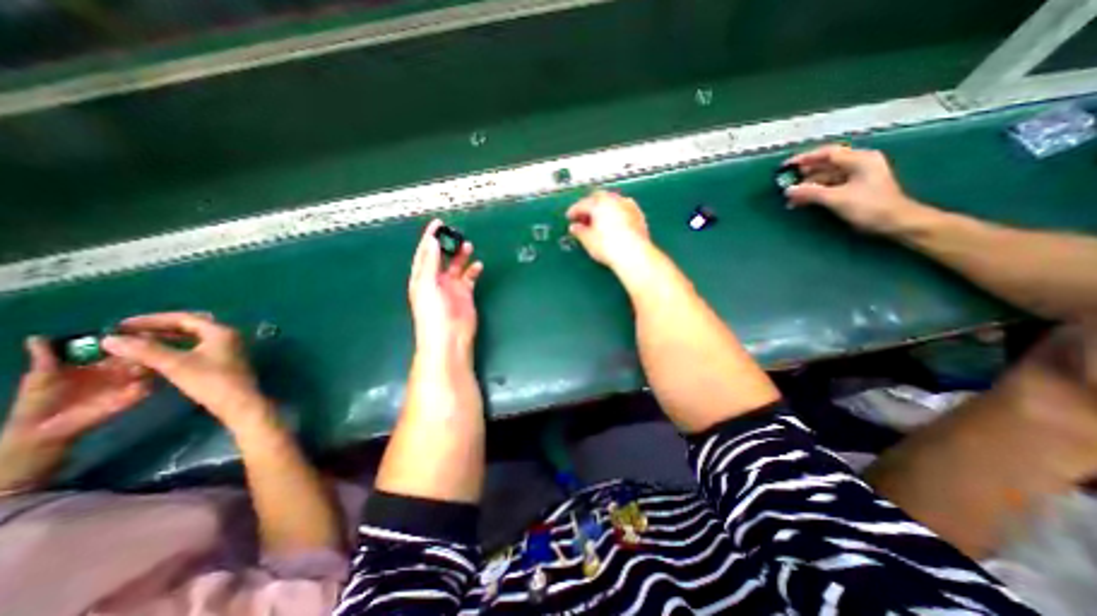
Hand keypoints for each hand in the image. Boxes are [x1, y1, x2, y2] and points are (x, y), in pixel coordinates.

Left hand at [0, 334, 148, 493]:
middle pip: (138, 355)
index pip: (118, 346)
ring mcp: (130, 384)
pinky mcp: (136, 396)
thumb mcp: (40, 380)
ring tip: (156, 357)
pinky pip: (148, 386)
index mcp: (97, 365)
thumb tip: (40, 337)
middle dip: (147, 347)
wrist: (41, 440)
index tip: (142, 328)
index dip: (128, 337)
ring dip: (152, 362)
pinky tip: (153, 374)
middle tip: (157, 341)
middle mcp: (118, 371)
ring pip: (148, 367)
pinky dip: (151, 380)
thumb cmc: (36, 408)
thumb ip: (46, 360)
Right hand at [102, 313, 269, 432]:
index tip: (120, 326)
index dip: (152, 320)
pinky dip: (173, 352)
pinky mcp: (223, 362)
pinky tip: (152, 361)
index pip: (185, 318)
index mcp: (221, 331)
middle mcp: (227, 336)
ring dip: (163, 342)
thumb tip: (109, 339)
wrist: (238, 402)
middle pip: (188, 328)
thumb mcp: (175, 364)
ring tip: (132, 348)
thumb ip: (145, 350)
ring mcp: (227, 349)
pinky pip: (194, 351)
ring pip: (191, 340)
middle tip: (125, 336)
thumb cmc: (210, 380)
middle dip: (157, 330)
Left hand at [408, 218, 479, 355]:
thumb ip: (430, 263)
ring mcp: (451, 287)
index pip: (425, 253)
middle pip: (441, 257)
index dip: (430, 237)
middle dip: (447, 245)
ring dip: (461, 256)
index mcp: (422, 277)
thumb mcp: (427, 285)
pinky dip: (473, 270)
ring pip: (456, 266)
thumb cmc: (433, 313)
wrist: (449, 338)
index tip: (438, 223)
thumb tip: (432, 241)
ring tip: (469, 246)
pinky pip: (469, 278)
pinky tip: (478, 265)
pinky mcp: (465, 294)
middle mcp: (436, 280)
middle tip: (457, 233)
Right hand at [565, 190, 649, 269]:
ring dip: (603, 210)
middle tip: (583, 219)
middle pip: (599, 199)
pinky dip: (615, 216)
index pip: (583, 203)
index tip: (570, 217)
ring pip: (612, 203)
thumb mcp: (588, 240)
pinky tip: (612, 227)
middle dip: (590, 208)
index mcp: (600, 203)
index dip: (574, 211)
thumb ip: (579, 231)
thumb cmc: (610, 247)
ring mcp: (629, 207)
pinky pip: (622, 211)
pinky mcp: (639, 216)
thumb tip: (575, 228)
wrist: (634, 255)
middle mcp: (615, 201)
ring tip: (598, 224)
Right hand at [784, 143, 927, 234]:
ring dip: (807, 186)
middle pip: (825, 165)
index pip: (827, 153)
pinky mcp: (854, 189)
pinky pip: (829, 186)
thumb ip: (810, 192)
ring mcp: (857, 177)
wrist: (895, 222)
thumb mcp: (836, 199)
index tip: (786, 166)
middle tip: (785, 183)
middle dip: (804, 174)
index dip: (805, 158)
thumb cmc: (869, 207)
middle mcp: (859, 164)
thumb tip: (788, 190)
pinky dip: (815, 192)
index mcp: (859, 160)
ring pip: (826, 177)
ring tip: (790, 197)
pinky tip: (802, 201)